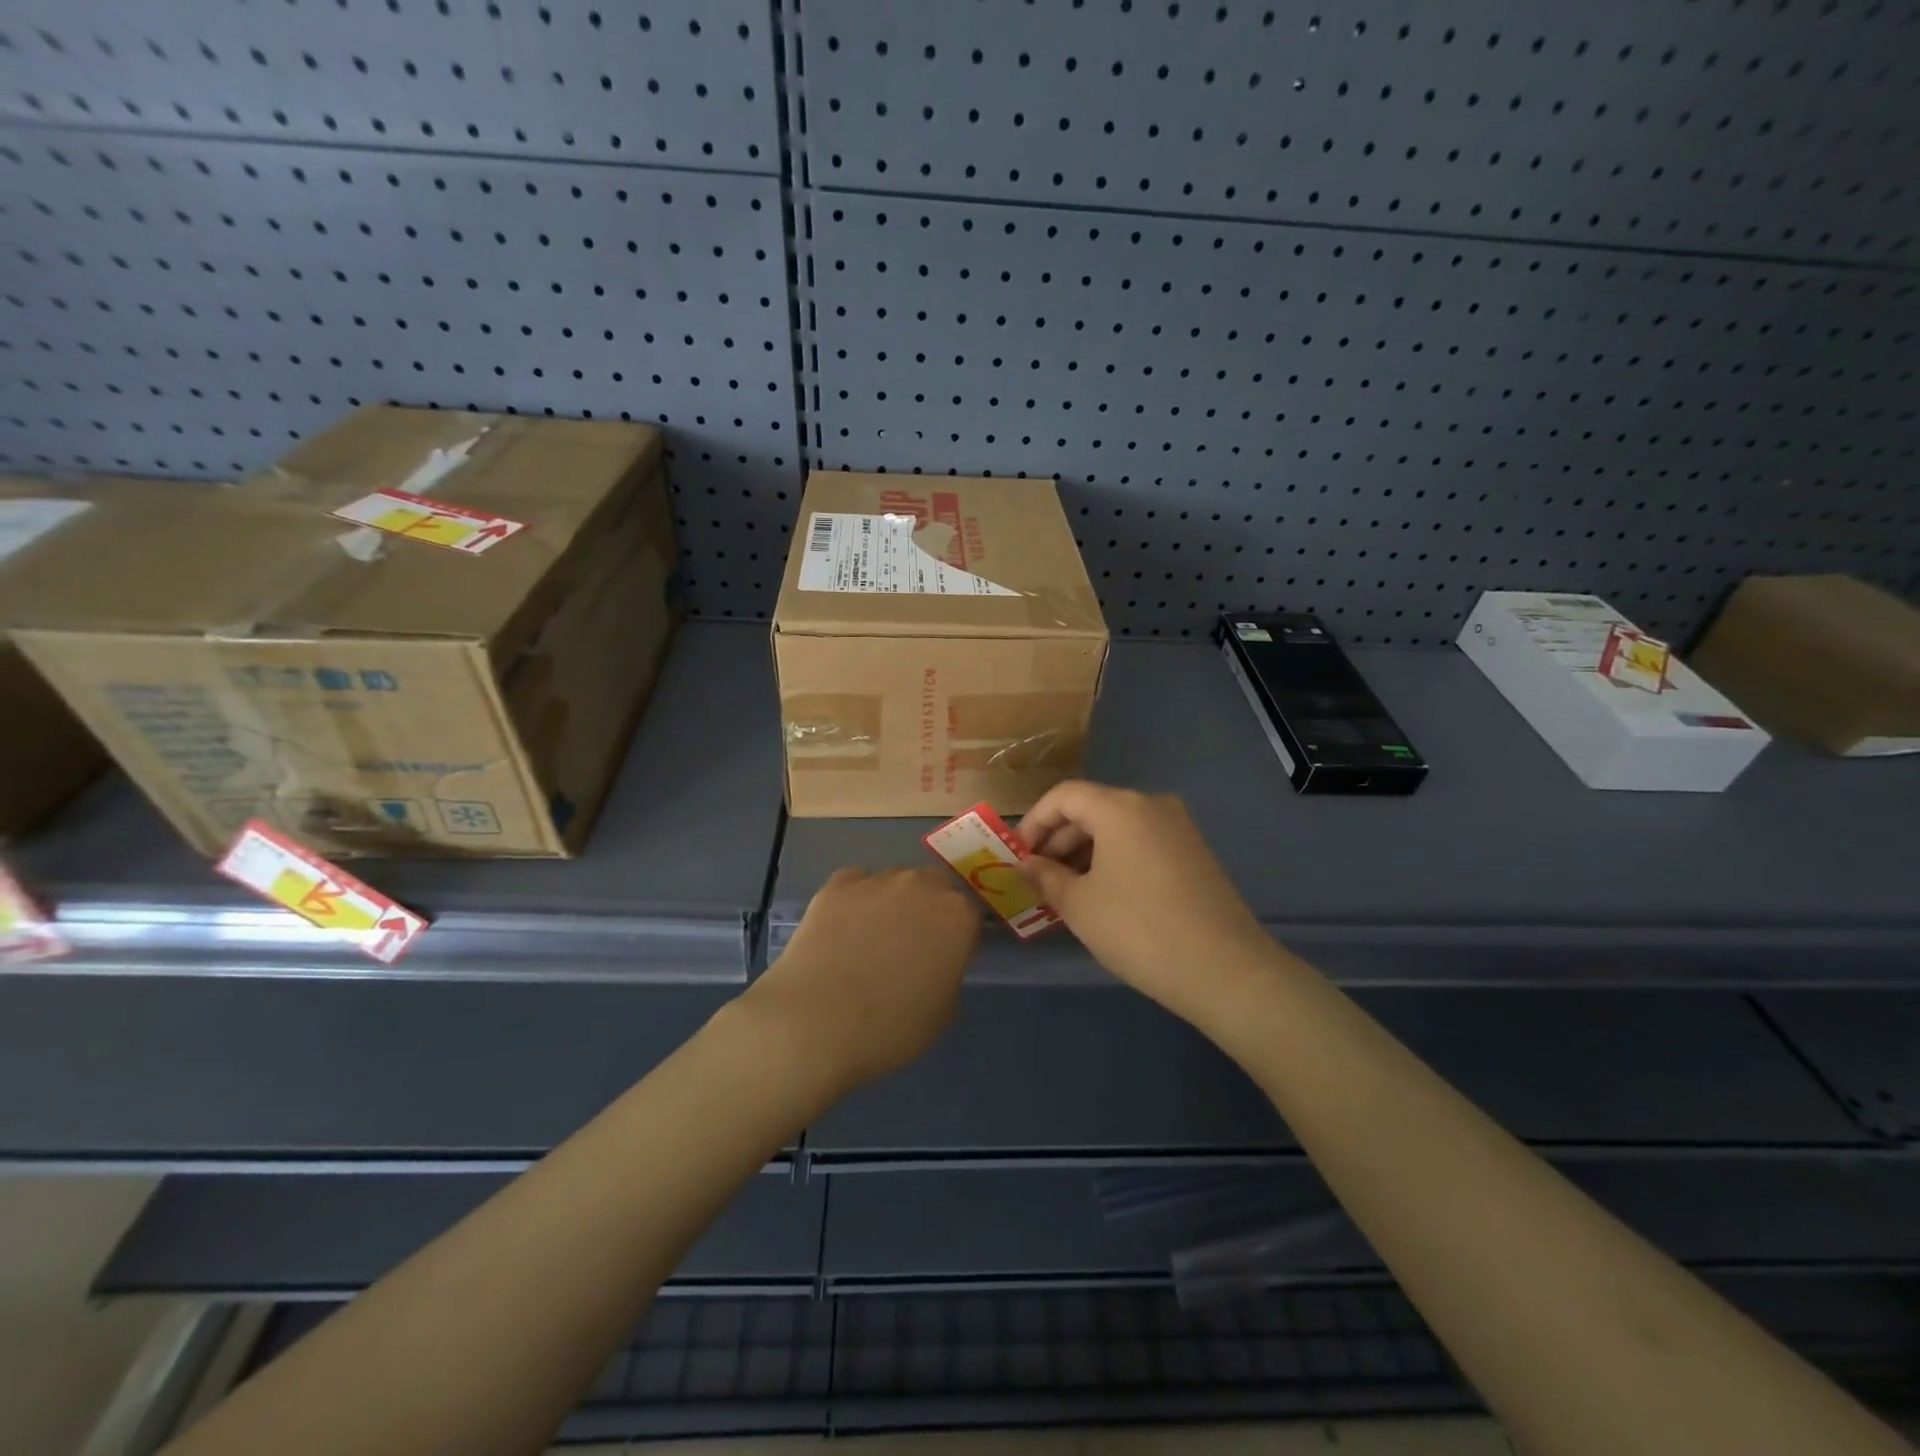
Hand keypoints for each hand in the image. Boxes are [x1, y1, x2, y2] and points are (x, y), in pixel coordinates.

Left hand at [741, 866, 979, 1100]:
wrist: (813, 1023)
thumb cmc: (889, 1028)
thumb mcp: (943, 1013)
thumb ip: (949, 974)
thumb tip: (936, 962)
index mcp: (957, 917)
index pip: (970, 916)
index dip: (959, 938)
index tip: (946, 960)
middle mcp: (921, 886)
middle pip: (935, 887)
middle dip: (929, 909)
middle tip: (911, 946)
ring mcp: (876, 880)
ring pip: (896, 881)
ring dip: (894, 901)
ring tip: (871, 938)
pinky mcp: (836, 885)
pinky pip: (856, 883)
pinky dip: (856, 898)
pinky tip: (843, 927)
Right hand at [1017, 781, 1275, 1024]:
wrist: (1224, 969)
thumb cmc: (1138, 929)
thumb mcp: (1079, 904)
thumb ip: (1045, 876)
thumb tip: (1025, 864)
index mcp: (1120, 807)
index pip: (1063, 796)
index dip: (1033, 822)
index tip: (1018, 856)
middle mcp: (1151, 805)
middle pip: (1092, 808)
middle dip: (1058, 839)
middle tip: (1038, 877)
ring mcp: (1179, 828)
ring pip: (1118, 827)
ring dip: (1085, 851)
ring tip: (1066, 890)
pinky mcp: (1195, 853)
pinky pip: (1142, 843)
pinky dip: (1114, 859)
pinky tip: (1104, 894)